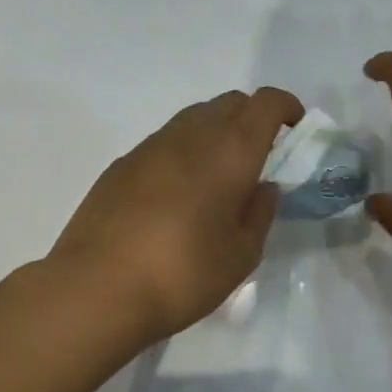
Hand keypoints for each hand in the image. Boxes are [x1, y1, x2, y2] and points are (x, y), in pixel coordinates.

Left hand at [50, 87, 302, 345]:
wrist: (97, 290)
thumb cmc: (183, 274)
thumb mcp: (241, 254)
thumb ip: (260, 213)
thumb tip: (263, 187)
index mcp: (230, 151)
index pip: (265, 103)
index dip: (285, 107)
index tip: (294, 129)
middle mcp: (191, 135)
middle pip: (229, 102)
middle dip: (252, 117)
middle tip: (259, 155)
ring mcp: (150, 146)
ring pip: (194, 118)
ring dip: (216, 132)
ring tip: (218, 175)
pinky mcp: (121, 165)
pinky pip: (164, 142)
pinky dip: (183, 151)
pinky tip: (177, 193)